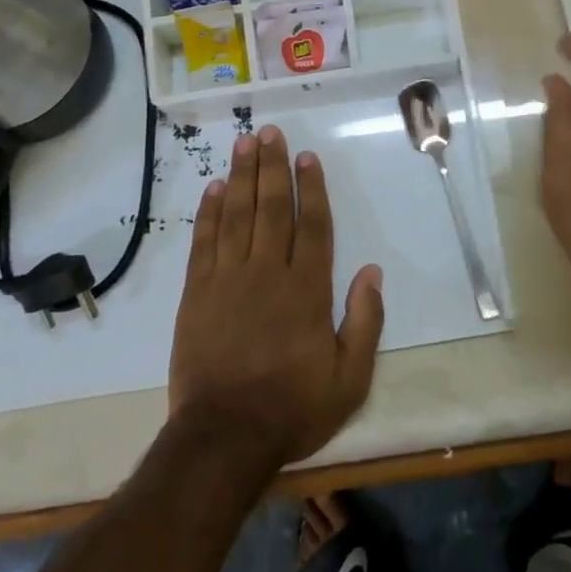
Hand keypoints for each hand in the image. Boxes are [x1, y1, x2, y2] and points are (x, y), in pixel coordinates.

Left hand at [169, 125, 384, 475]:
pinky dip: (209, 213)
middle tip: (270, 132)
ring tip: (244, 143)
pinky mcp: (197, 294)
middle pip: (272, 208)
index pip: (313, 225)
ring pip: (238, 215)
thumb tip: (373, 272)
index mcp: (307, 290)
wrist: (223, 439)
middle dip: (273, 166)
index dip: (312, 188)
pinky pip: (204, 243)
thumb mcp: (349, 380)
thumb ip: (365, 323)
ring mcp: (228, 280)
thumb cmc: (292, 408)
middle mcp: (268, 273)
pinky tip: (214, 188)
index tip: (307, 156)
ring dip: (242, 176)